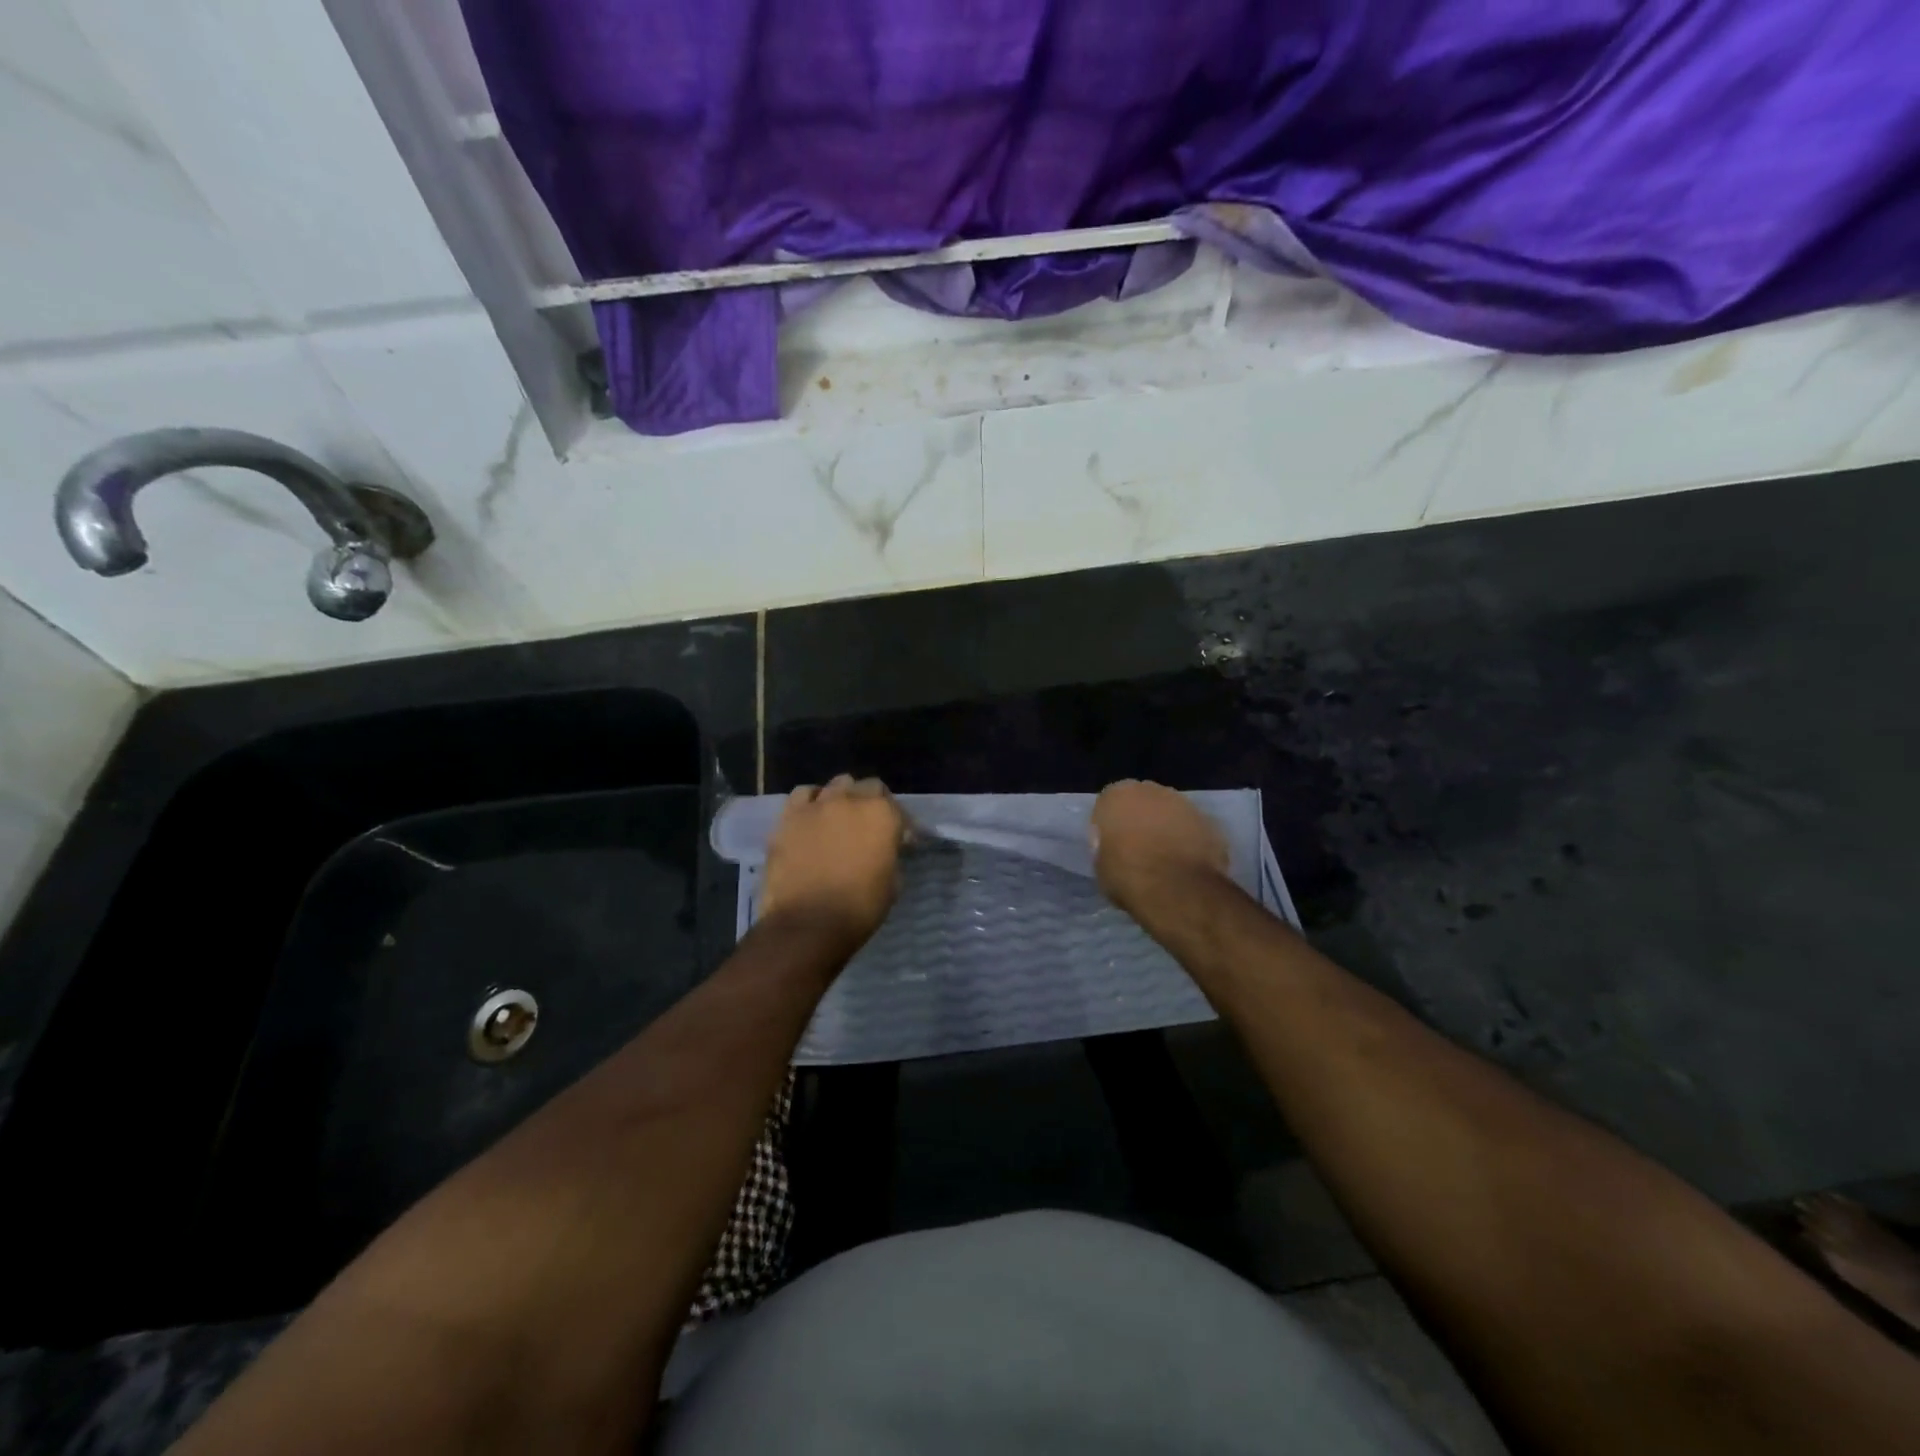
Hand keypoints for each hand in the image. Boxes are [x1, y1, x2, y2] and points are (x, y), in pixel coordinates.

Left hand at [759, 775, 904, 949]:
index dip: (899, 823)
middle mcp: (851, 800)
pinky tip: (812, 817)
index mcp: (882, 815)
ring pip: (836, 785)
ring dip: (843, 798)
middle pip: (866, 787)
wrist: (807, 924)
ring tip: (839, 818)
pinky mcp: (789, 816)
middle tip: (869, 827)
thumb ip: (890, 854)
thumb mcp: (892, 882)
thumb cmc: (859, 908)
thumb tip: (886, 847)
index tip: (899, 840)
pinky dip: (811, 802)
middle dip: (872, 803)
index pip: (897, 807)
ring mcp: (817, 805)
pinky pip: (803, 795)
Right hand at [1090, 779, 1230, 918]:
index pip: (1108, 804)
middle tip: (1138, 850)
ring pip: (1170, 813)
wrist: (1178, 890)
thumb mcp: (1100, 864)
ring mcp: (1185, 804)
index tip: (1111, 846)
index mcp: (1118, 795)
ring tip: (1165, 860)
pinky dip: (1189, 842)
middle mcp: (1152, 790)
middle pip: (1142, 802)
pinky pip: (1193, 830)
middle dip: (1140, 820)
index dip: (1110, 825)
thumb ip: (1105, 845)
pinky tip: (1186, 865)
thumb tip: (1113, 844)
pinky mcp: (1210, 822)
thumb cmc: (1128, 875)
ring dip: (1166, 829)